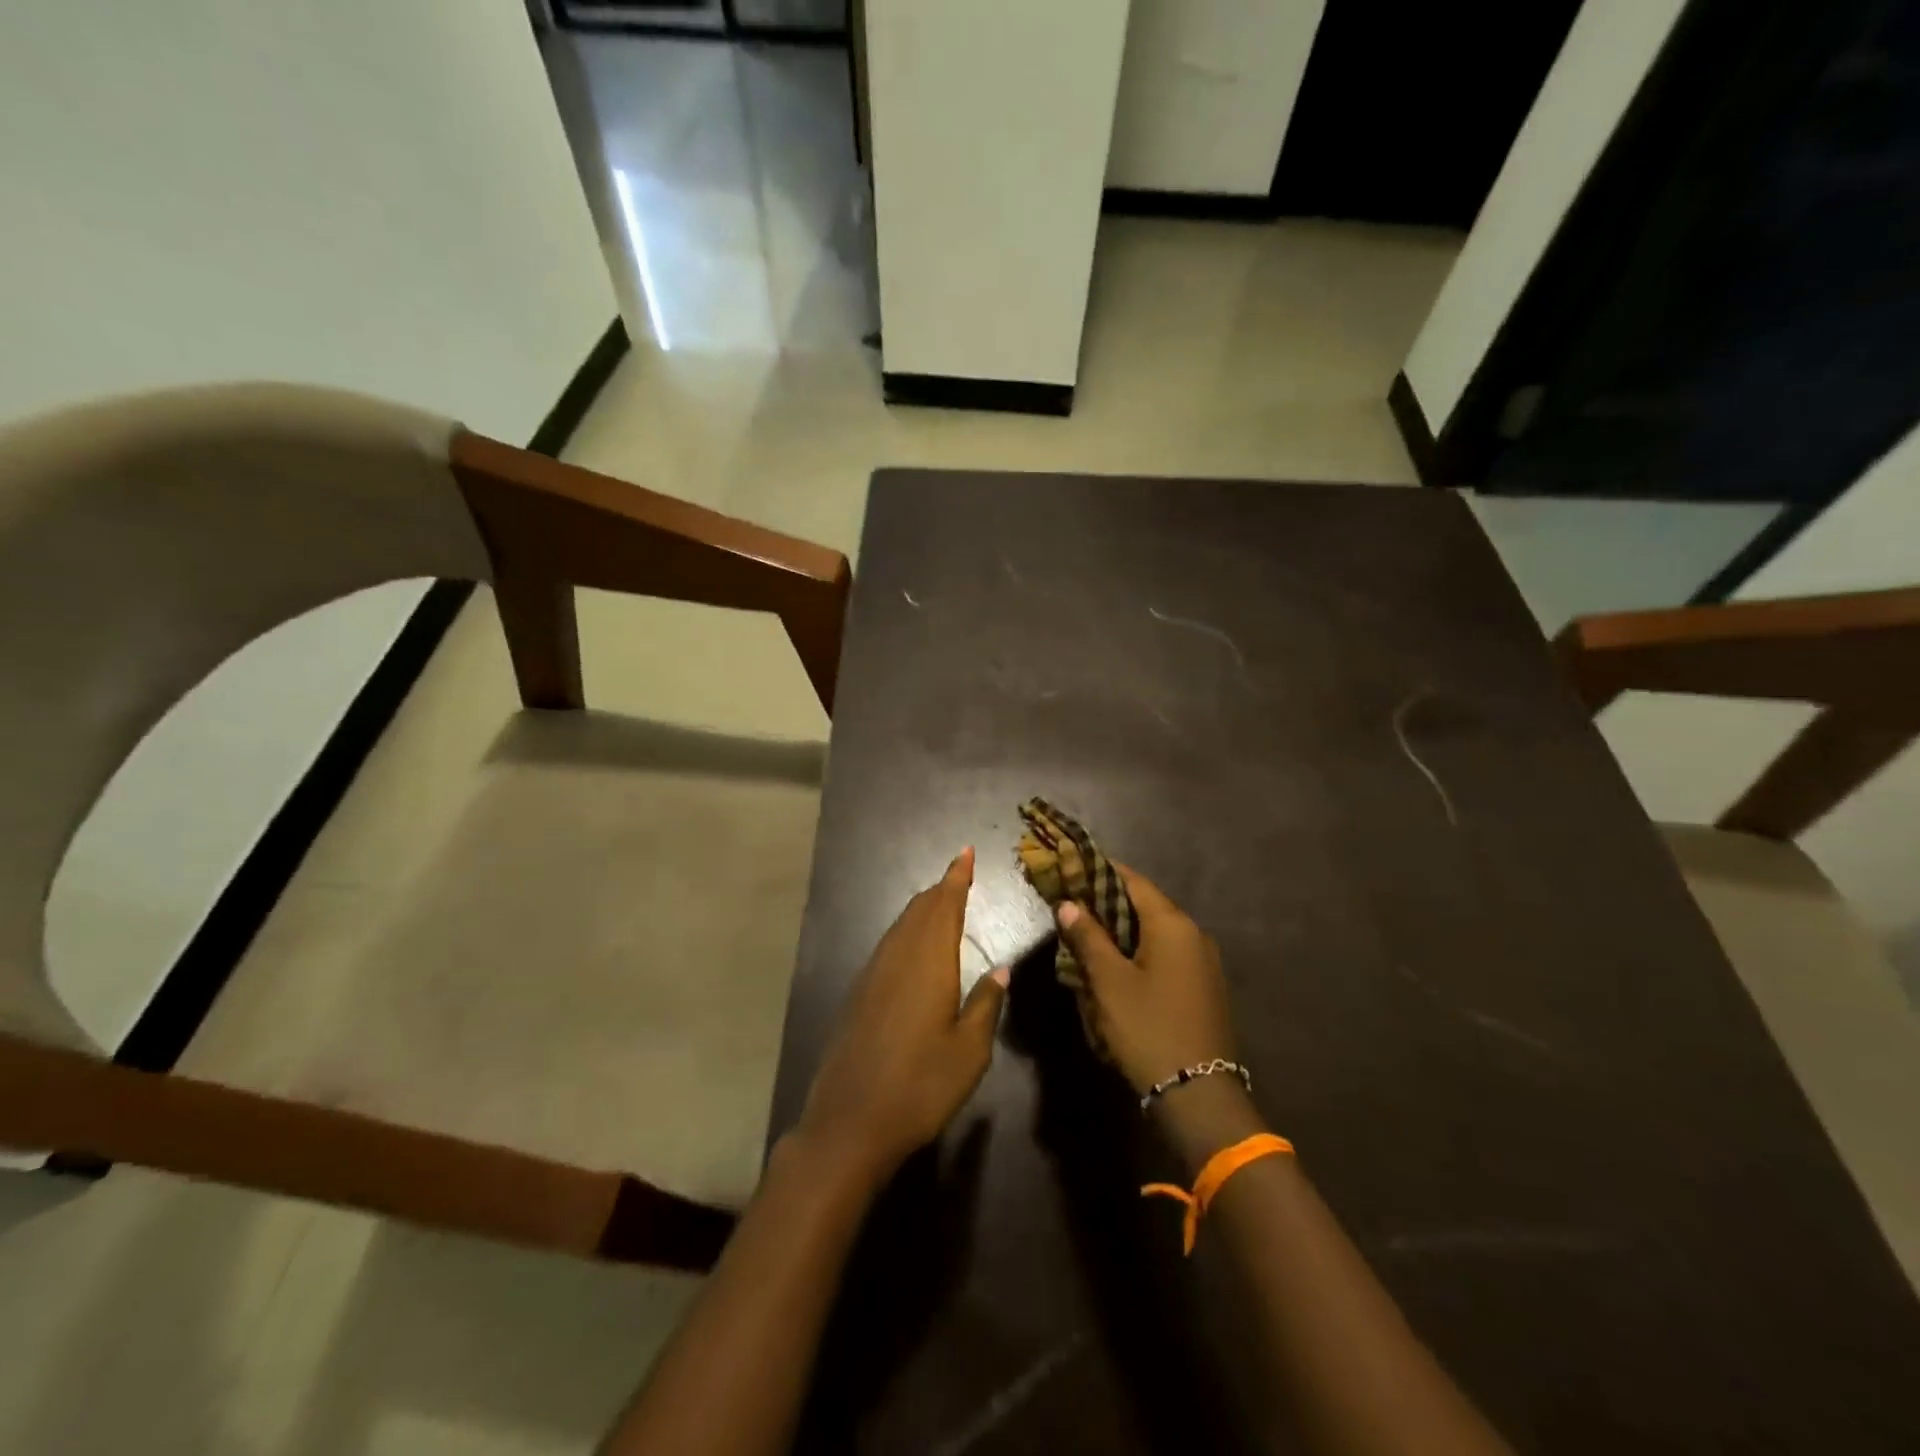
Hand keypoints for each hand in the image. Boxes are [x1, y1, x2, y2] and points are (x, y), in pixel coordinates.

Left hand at [796, 848, 1008, 1185]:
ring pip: (901, 926)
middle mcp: (898, 957)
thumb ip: (986, 1003)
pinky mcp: (859, 993)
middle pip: (920, 909)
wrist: (849, 1122)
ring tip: (941, 903)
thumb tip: (1001, 969)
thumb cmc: (920, 1086)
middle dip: (941, 890)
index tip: (966, 852)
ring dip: (923, 910)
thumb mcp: (970, 1051)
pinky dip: (907, 932)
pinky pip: (889, 945)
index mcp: (929, 962)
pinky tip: (914, 948)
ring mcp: (873, 974)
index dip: (957, 877)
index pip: (944, 905)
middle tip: (960, 876)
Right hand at [1055, 866, 1235, 1096]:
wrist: (1199, 1093)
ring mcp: (1202, 961)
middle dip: (1108, 902)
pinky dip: (1139, 950)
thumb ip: (1088, 937)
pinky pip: (1166, 953)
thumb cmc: (1148, 1027)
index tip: (1072, 868)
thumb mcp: (1108, 982)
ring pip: (1155, 931)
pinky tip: (1115, 964)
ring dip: (1122, 929)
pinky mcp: (1202, 985)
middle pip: (1145, 905)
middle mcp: (1193, 934)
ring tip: (1087, 934)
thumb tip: (1069, 904)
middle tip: (1072, 904)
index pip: (1133, 881)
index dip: (1101, 871)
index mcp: (1173, 924)